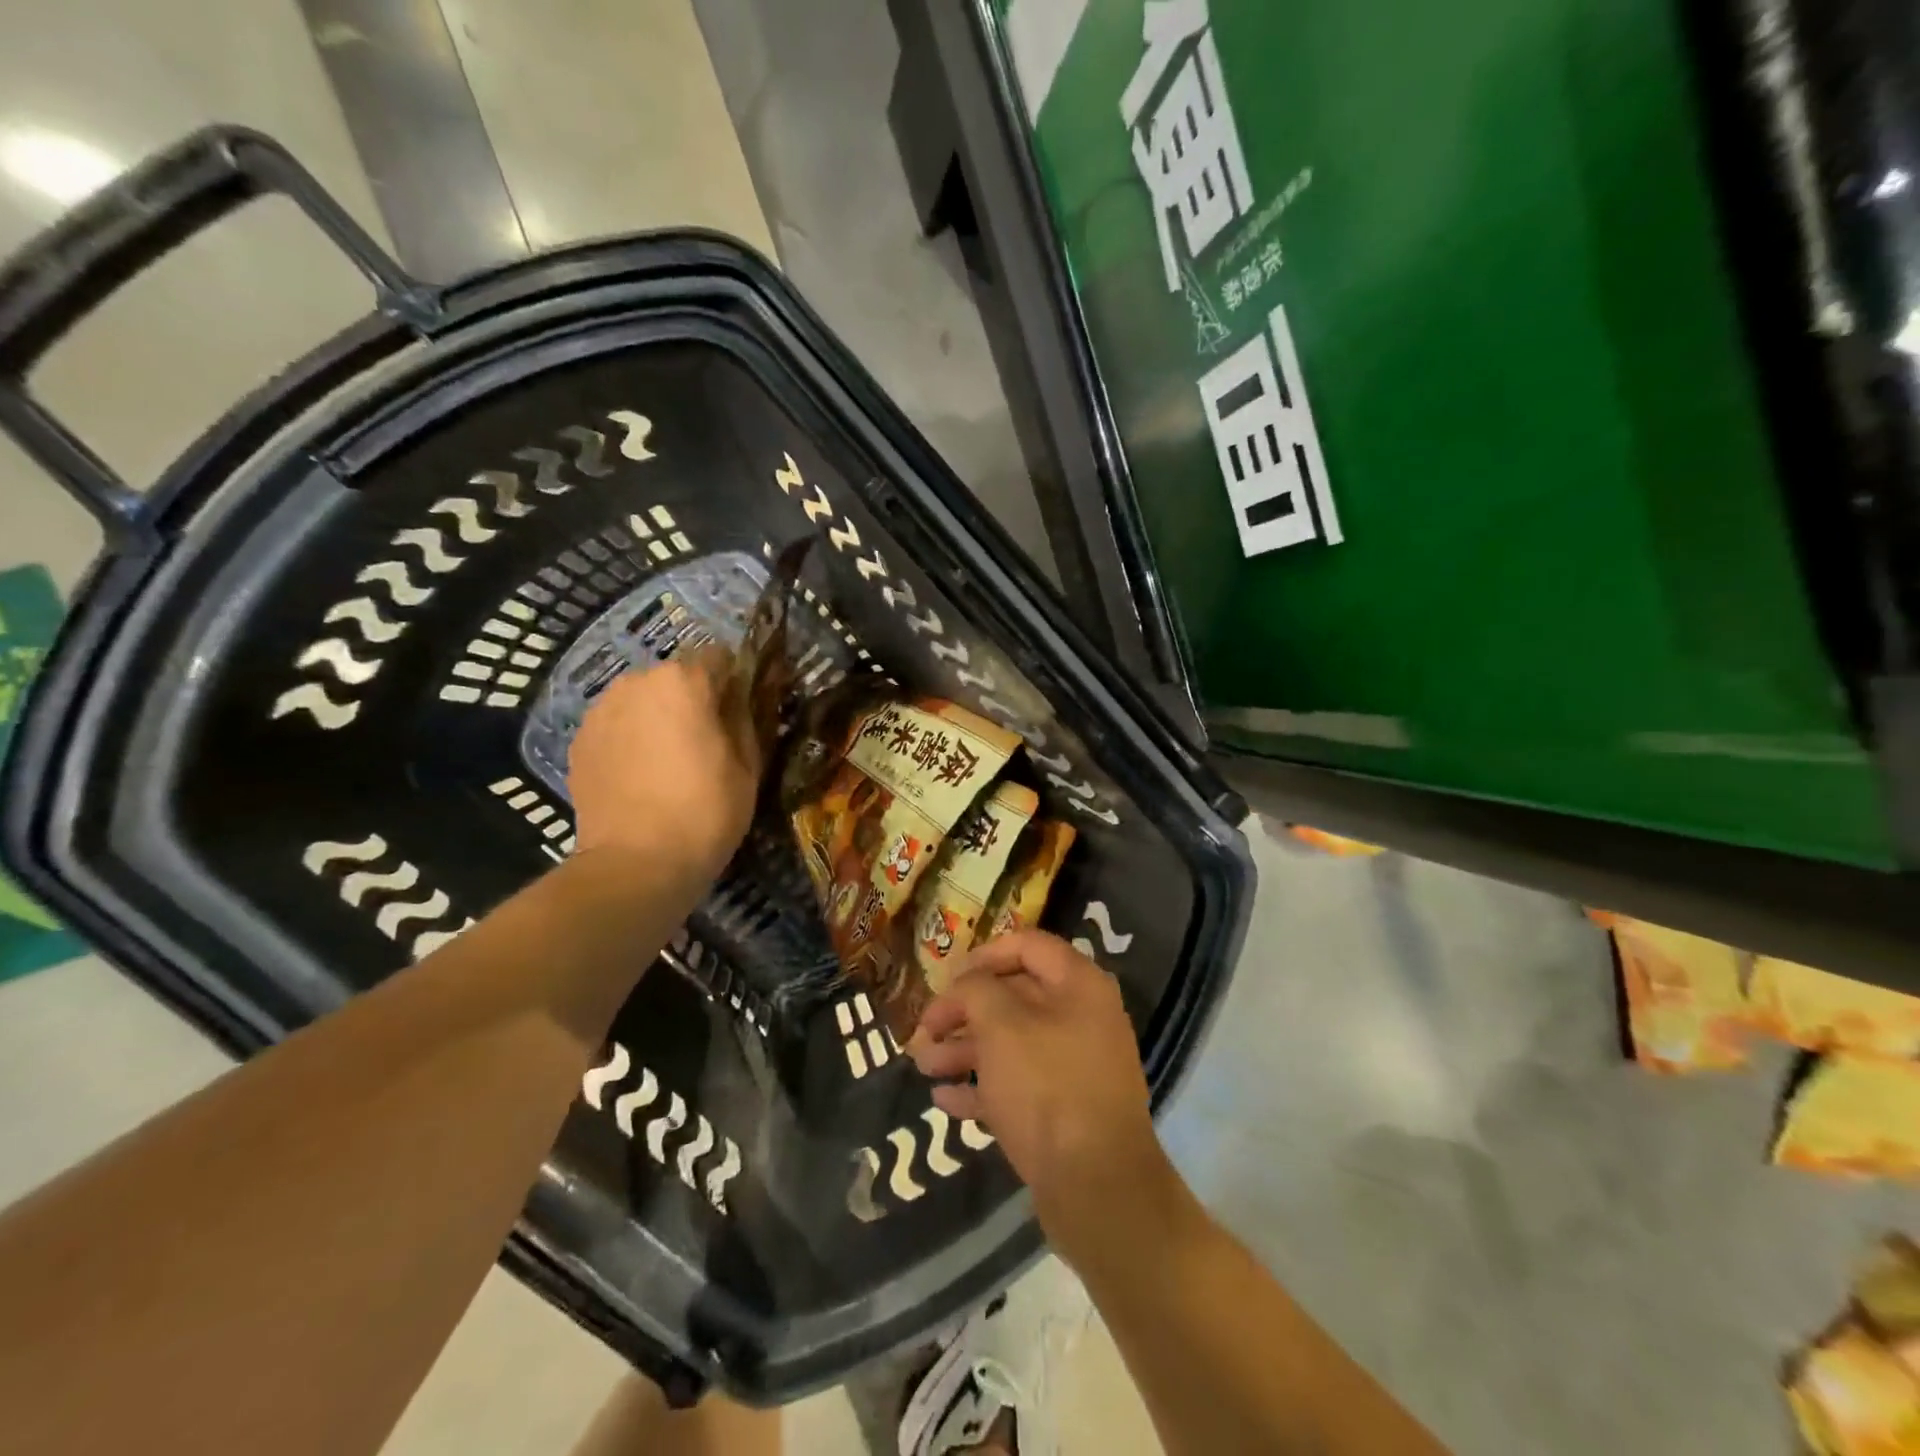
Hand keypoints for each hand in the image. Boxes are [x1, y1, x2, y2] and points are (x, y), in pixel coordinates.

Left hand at [567, 647, 758, 879]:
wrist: (636, 863)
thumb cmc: (706, 811)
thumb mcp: (748, 765)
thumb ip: (744, 717)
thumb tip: (740, 697)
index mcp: (682, 681)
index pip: (718, 656)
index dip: (734, 680)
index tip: (741, 709)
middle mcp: (635, 682)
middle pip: (675, 676)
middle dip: (692, 698)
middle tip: (707, 740)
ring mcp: (601, 710)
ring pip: (642, 700)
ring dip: (658, 716)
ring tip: (669, 761)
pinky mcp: (579, 741)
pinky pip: (616, 725)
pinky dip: (631, 738)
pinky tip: (641, 776)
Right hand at [908, 931, 1176, 1252]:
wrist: (1096, 1187)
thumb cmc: (1047, 1086)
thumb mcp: (1001, 1025)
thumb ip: (976, 991)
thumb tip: (967, 985)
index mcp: (1078, 985)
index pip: (1028, 945)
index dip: (985, 954)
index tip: (948, 976)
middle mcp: (1081, 1018)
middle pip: (1015, 996)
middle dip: (964, 1010)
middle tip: (924, 1029)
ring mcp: (1075, 1066)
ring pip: (1011, 1043)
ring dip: (965, 1049)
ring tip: (923, 1066)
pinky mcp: (1065, 1110)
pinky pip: (1018, 1085)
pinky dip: (982, 1087)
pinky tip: (944, 1100)